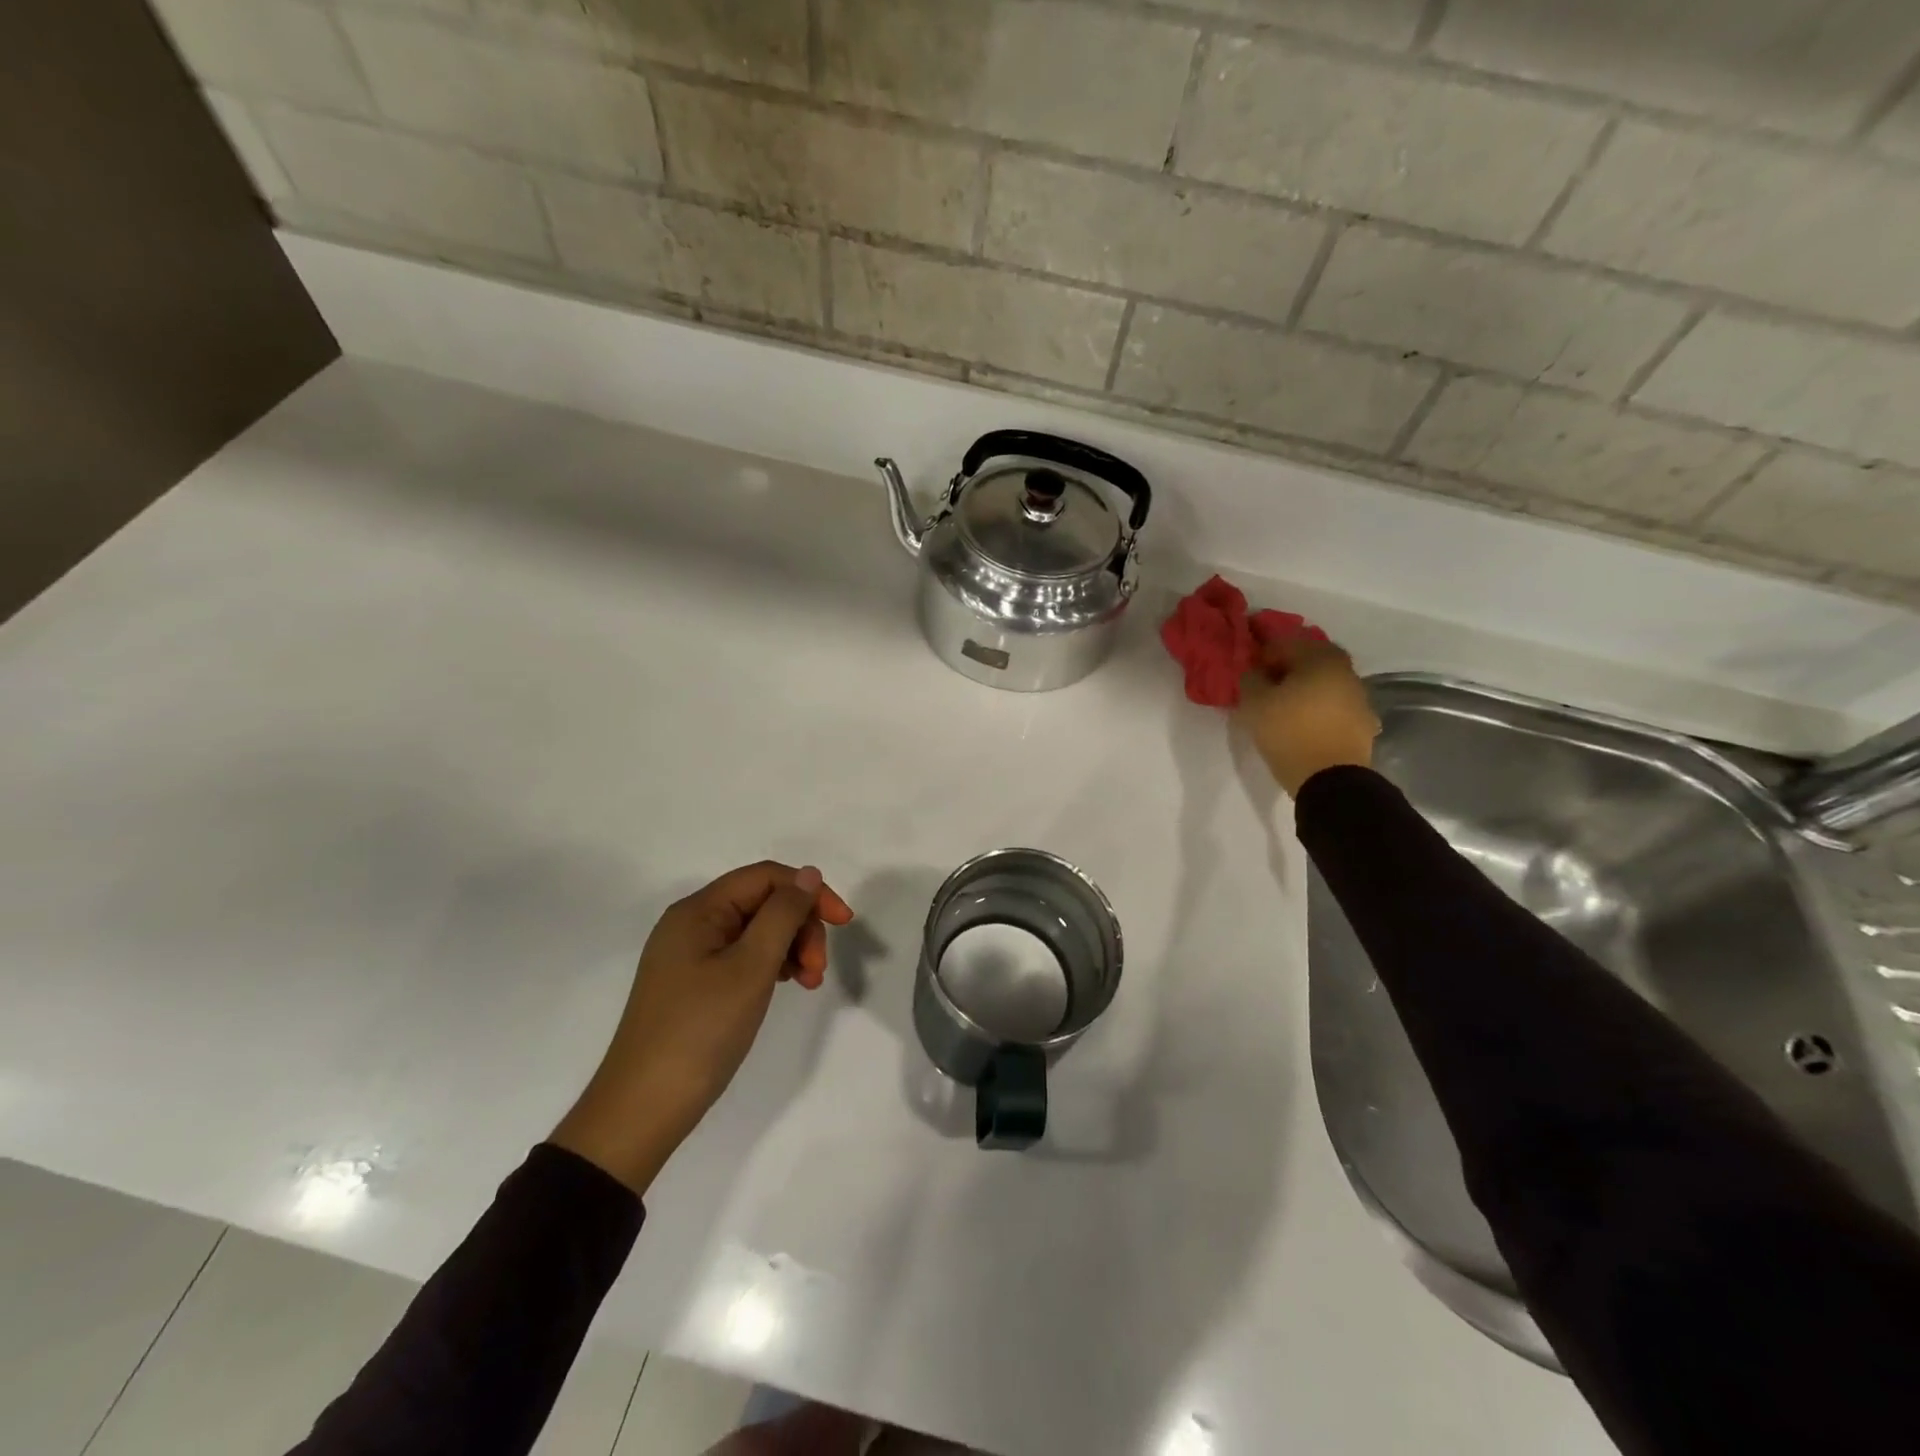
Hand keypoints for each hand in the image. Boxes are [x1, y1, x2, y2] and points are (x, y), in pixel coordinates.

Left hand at [552, 861, 854, 1193]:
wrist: (643, 1109)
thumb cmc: (700, 1031)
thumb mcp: (750, 967)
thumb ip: (783, 914)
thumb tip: (809, 874)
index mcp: (699, 910)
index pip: (766, 877)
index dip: (809, 892)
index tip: (844, 923)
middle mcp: (692, 923)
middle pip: (763, 902)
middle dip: (800, 926)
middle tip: (819, 969)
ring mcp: (692, 955)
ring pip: (757, 931)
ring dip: (791, 948)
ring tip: (809, 984)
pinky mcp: (695, 983)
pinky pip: (744, 956)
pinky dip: (773, 965)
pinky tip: (788, 986)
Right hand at [1239, 636, 1379, 797]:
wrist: (1331, 780)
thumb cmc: (1289, 733)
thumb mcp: (1255, 704)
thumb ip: (1250, 680)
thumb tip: (1255, 672)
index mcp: (1320, 658)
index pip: (1285, 643)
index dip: (1262, 654)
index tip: (1248, 671)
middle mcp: (1345, 670)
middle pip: (1309, 660)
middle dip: (1286, 668)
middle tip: (1266, 684)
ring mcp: (1358, 697)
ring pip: (1324, 682)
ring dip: (1304, 687)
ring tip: (1283, 706)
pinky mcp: (1362, 722)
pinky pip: (1333, 704)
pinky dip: (1318, 707)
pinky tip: (1303, 722)